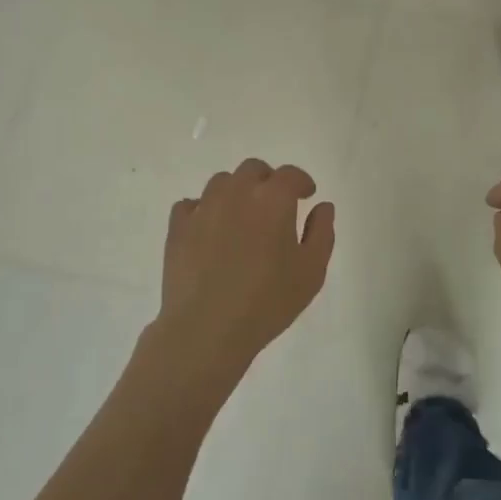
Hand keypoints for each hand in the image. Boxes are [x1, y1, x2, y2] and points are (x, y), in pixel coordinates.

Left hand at [150, 159, 335, 384]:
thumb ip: (321, 232)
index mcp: (273, 199)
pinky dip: (204, 210)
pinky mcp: (178, 227)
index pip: (290, 175)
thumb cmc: (267, 301)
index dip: (301, 182)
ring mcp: (204, 207)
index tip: (307, 195)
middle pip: (253, 170)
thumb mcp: (311, 272)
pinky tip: (210, 229)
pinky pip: (191, 204)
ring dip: (236, 191)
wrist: (206, 329)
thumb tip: (322, 206)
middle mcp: (237, 192)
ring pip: (222, 182)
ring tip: (242, 216)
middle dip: (268, 181)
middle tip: (275, 205)